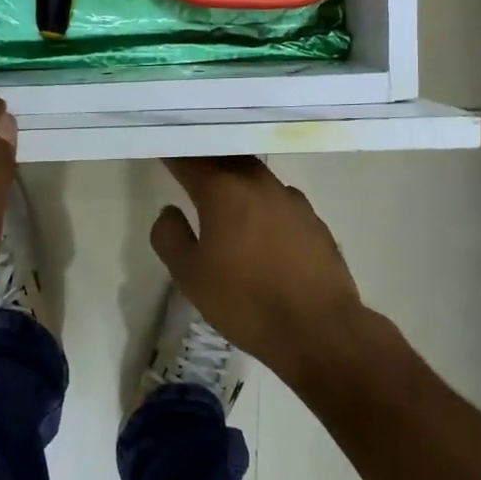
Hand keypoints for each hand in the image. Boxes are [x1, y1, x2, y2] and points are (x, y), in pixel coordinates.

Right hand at [148, 156, 363, 381]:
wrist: (320, 329)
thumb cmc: (246, 301)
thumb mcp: (190, 276)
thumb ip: (170, 236)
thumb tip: (170, 211)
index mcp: (223, 190)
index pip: (189, 159)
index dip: (172, 153)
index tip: (160, 149)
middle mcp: (259, 183)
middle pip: (226, 158)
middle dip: (205, 158)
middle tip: (187, 165)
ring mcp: (291, 199)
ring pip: (255, 175)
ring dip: (235, 178)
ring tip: (221, 194)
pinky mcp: (313, 220)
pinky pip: (278, 199)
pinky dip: (260, 202)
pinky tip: (259, 225)